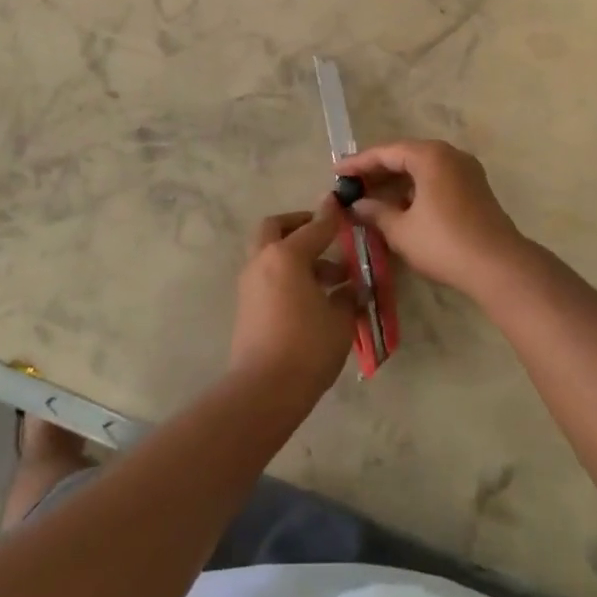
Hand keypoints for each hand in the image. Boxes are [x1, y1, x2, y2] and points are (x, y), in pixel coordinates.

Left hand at [229, 199, 357, 399]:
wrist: (263, 390)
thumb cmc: (308, 347)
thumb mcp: (339, 319)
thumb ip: (347, 295)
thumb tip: (350, 288)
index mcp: (287, 255)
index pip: (315, 227)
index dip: (332, 217)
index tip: (342, 206)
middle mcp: (263, 261)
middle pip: (276, 228)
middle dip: (299, 225)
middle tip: (323, 234)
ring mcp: (250, 283)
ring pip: (270, 253)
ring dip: (295, 254)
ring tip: (330, 278)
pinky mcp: (246, 305)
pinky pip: (267, 276)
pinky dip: (286, 274)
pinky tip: (312, 297)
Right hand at [334, 140, 529, 295]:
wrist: (498, 266)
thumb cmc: (444, 243)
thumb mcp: (401, 230)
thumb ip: (376, 212)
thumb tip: (357, 205)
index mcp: (430, 156)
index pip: (386, 152)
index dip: (358, 163)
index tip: (336, 172)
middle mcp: (450, 155)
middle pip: (405, 156)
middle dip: (377, 172)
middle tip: (351, 186)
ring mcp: (466, 171)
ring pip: (422, 169)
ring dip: (396, 182)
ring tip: (370, 199)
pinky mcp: (475, 189)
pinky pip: (436, 180)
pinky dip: (415, 190)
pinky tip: (399, 208)